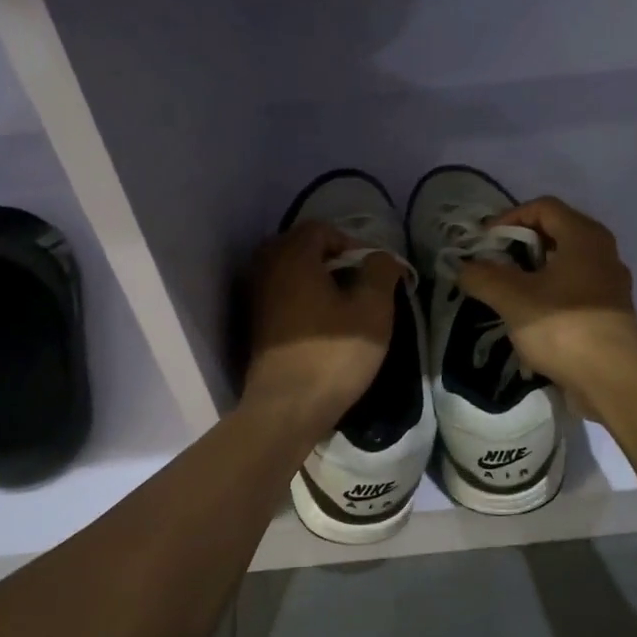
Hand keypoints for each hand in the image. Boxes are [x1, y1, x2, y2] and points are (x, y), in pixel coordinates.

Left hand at [242, 220, 407, 440]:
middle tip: (358, 284)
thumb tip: (381, 258)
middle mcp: (266, 269)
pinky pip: (281, 295)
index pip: (321, 229)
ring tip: (343, 305)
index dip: (351, 242)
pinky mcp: (255, 324)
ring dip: (316, 279)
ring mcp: (256, 298)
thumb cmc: (333, 354)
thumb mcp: (373, 310)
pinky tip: (322, 324)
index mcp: (292, 256)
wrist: (287, 407)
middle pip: (300, 246)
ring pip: (289, 272)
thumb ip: (381, 272)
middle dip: (331, 259)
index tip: (372, 270)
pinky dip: (302, 298)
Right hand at [457, 196, 636, 420]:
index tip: (483, 243)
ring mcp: (609, 285)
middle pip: (555, 234)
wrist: (614, 380)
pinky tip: (529, 319)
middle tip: (491, 266)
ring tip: (505, 294)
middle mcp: (602, 253)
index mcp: (584, 236)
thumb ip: (483, 277)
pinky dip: (548, 296)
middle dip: (518, 247)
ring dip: (532, 274)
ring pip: (564, 265)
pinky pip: (573, 292)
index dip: (508, 218)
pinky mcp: (609, 314)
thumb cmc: (564, 327)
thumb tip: (464, 268)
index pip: (543, 207)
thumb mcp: (512, 299)